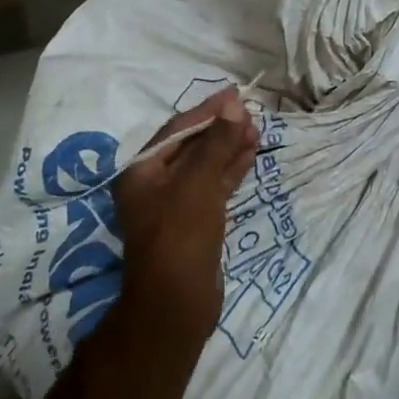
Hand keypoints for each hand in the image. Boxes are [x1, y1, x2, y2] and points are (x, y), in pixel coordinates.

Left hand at [114, 88, 259, 329]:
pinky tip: (250, 155)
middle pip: (190, 147)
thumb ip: (216, 144)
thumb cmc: (180, 238)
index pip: (176, 130)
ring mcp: (175, 205)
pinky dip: (230, 171)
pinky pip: (213, 187)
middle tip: (251, 112)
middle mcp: (153, 185)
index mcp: (141, 172)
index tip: (235, 93)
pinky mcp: (195, 223)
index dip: (207, 110)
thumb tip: (234, 106)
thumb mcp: (197, 185)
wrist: (176, 305)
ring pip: (204, 167)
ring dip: (228, 148)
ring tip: (257, 130)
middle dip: (220, 129)